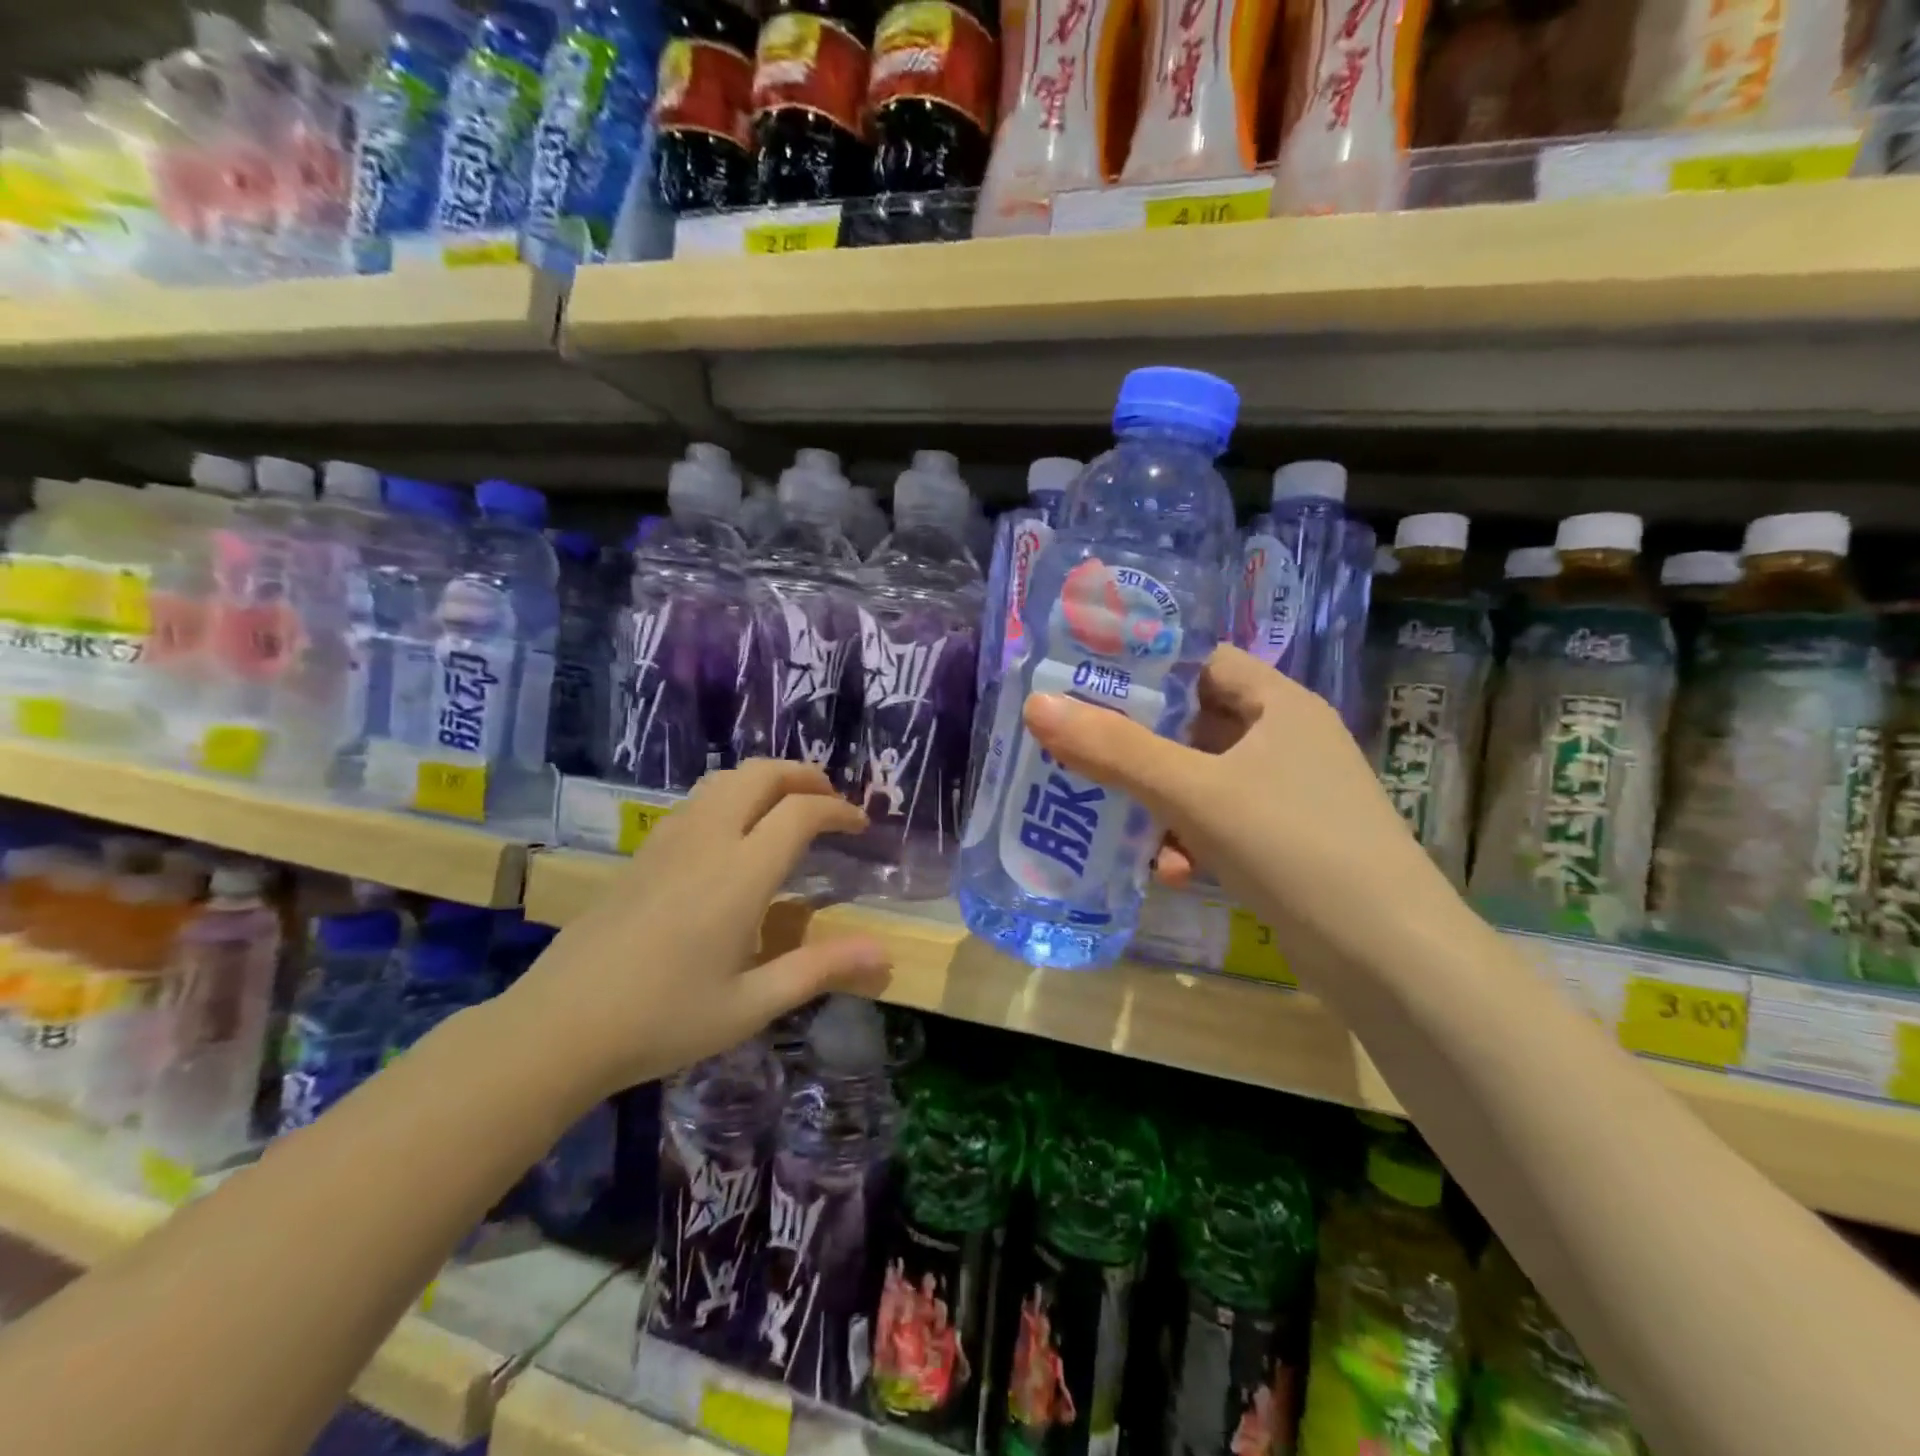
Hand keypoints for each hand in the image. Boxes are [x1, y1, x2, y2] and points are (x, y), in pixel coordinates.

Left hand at [503, 761, 893, 1099]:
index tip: (860, 825)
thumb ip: (820, 969)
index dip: (839, 809)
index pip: (800, 812)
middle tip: (829, 801)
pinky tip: (733, 834)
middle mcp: (707, 841)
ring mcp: (668, 841)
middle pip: (760, 774)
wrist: (559, 1027)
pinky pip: (697, 801)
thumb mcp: (751, 1005)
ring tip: (787, 807)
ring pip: (724, 780)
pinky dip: (731, 795)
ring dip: (765, 780)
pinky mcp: (643, 853)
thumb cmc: (663, 1020)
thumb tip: (884, 954)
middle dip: (803, 776)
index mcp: (740, 874)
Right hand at [1022, 645, 1453, 975]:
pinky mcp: (1290, 845)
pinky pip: (1224, 827)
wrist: (1388, 957)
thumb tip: (1038, 704)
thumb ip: (1115, 750)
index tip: (1093, 693)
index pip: (1206, 664)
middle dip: (1142, 749)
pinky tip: (1169, 873)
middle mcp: (1290, 741)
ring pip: (1206, 782)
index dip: (1152, 673)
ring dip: (1162, 804)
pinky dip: (1192, 842)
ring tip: (1120, 827)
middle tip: (1085, 757)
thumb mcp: (1194, 792)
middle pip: (1197, 725)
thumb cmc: (1291, 845)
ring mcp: (1292, 796)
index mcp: (1280, 705)